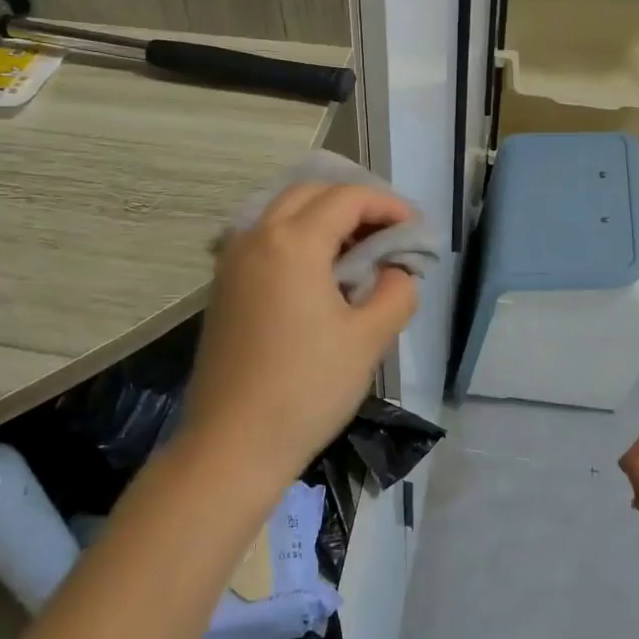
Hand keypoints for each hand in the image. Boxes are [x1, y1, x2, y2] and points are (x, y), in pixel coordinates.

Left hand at [182, 183, 418, 489]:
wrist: (231, 445)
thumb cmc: (306, 389)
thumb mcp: (369, 339)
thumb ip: (396, 291)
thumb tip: (397, 271)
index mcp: (293, 242)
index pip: (348, 198)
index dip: (388, 206)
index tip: (415, 230)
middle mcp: (257, 236)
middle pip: (312, 193)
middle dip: (354, 203)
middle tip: (388, 234)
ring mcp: (232, 259)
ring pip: (283, 211)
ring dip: (323, 216)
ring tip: (357, 250)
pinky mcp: (223, 285)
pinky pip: (264, 236)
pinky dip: (296, 236)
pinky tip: (318, 271)